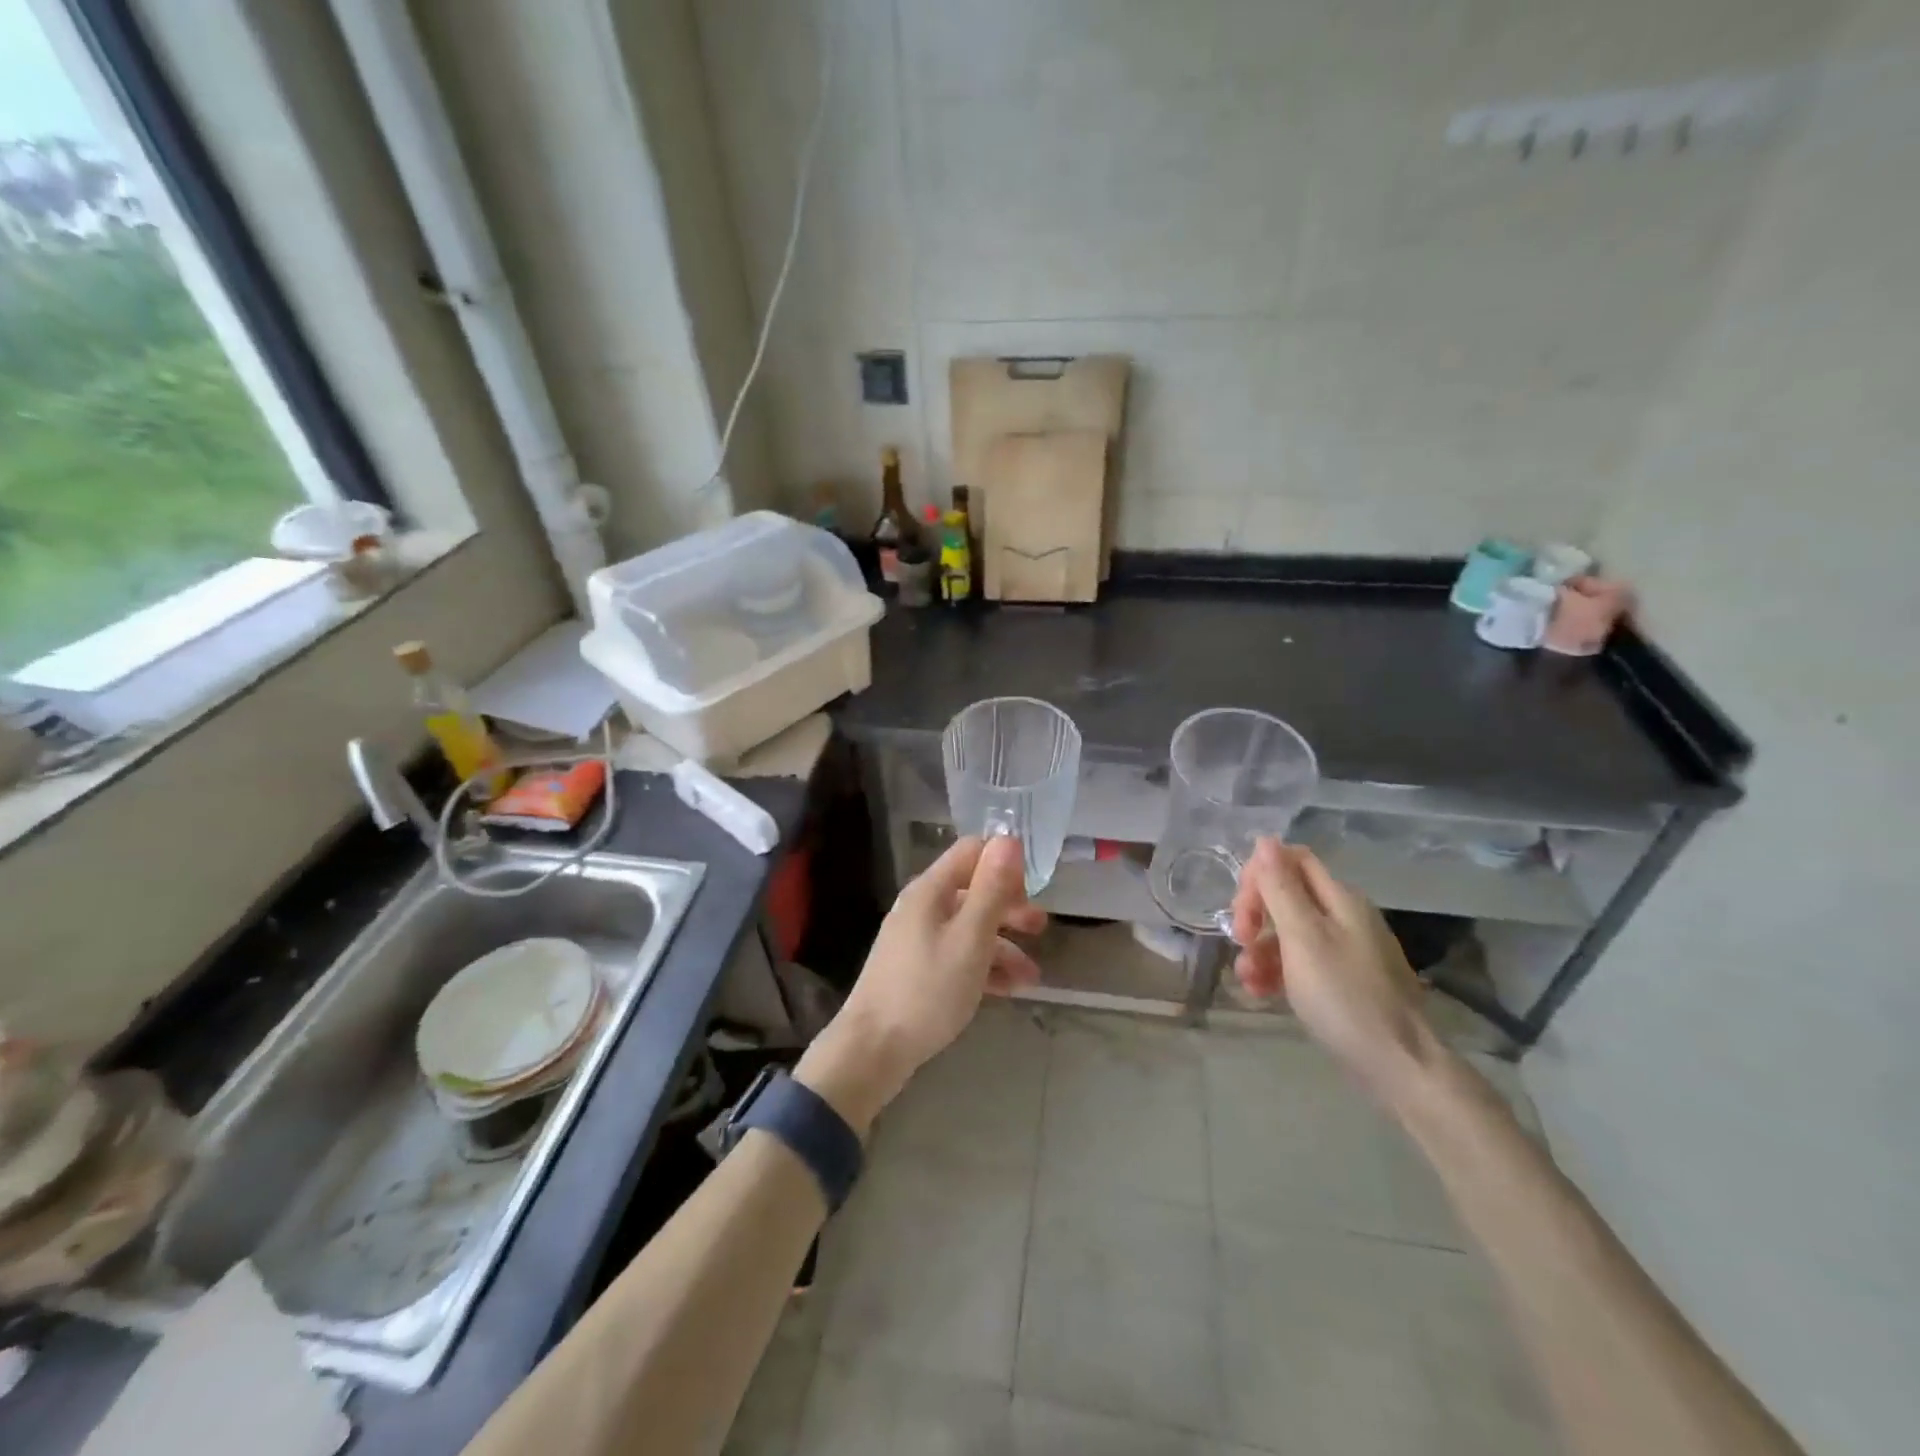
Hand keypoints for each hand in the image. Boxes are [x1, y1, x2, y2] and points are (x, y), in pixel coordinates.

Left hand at [795, 836, 1043, 1132]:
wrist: (872, 1050)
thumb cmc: (927, 990)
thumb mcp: (970, 938)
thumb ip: (991, 889)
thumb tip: (1009, 839)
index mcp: (931, 890)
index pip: (972, 851)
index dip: (1004, 863)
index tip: (1033, 889)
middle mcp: (922, 907)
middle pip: (973, 891)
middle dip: (1010, 908)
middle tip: (1042, 929)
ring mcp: (917, 940)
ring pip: (969, 929)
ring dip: (1003, 946)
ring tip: (1033, 977)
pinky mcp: (917, 971)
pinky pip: (957, 956)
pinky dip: (984, 968)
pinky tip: (1009, 992)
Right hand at [1229, 838, 1442, 1107]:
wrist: (1399, 1066)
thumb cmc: (1345, 996)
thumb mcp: (1303, 938)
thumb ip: (1281, 888)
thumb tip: (1265, 840)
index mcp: (1339, 898)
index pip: (1290, 859)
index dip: (1258, 875)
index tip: (1241, 910)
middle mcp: (1344, 916)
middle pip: (1286, 894)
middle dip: (1255, 914)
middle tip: (1240, 941)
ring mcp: (1345, 950)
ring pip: (1288, 932)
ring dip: (1260, 949)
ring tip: (1247, 980)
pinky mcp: (1343, 981)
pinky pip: (1300, 962)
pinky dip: (1276, 971)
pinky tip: (1261, 993)